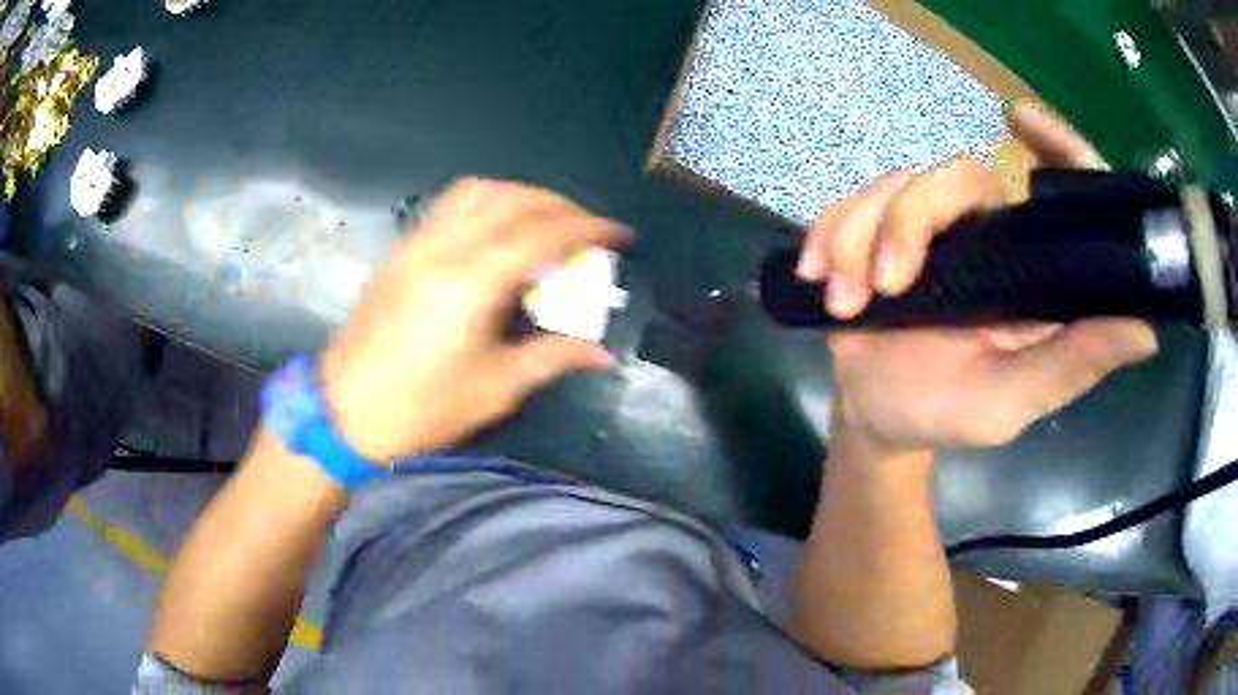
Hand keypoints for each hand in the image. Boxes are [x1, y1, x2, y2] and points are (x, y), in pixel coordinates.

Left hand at [318, 179, 627, 460]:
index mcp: (470, 285)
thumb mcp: (495, 389)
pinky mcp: (402, 249)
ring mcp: (417, 243)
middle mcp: (443, 250)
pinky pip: (451, 203)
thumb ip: (552, 357)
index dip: (588, 228)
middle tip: (588, 230)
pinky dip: (487, 200)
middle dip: (561, 206)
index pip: (541, 234)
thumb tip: (603, 354)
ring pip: (479, 191)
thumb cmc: (421, 409)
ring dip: (522, 195)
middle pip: (513, 200)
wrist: (345, 410)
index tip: (619, 235)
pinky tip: (499, 225)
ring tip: (547, 221)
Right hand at [798, 102, 1158, 453]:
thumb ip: (1072, 364)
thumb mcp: (1014, 400)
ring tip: (845, 301)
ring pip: (897, 185)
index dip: (1058, 148)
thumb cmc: (948, 414)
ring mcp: (934, 228)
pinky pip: (851, 202)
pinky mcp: (882, 228)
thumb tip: (1147, 330)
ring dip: (860, 236)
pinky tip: (820, 276)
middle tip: (884, 288)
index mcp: (1032, 270)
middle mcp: (989, 233)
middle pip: (955, 176)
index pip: (1062, 192)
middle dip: (909, 222)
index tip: (1022, 122)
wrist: (875, 418)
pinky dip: (830, 233)